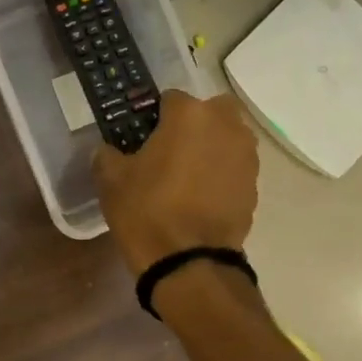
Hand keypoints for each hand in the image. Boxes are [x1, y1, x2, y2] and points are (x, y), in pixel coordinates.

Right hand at [93, 90, 258, 275]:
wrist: (188, 261)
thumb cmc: (146, 211)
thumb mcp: (111, 181)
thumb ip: (107, 155)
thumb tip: (108, 150)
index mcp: (189, 114)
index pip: (169, 99)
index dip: (153, 116)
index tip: (142, 137)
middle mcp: (225, 125)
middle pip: (209, 111)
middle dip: (193, 124)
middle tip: (169, 151)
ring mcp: (246, 155)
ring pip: (227, 138)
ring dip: (210, 148)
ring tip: (187, 176)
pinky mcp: (254, 185)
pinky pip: (234, 167)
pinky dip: (221, 175)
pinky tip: (201, 198)